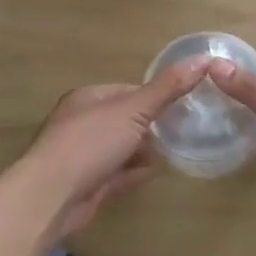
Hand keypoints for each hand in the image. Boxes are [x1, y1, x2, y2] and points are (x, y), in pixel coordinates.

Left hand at [5, 57, 212, 241]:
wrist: (52, 197)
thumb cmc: (90, 143)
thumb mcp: (134, 110)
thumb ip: (168, 88)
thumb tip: (203, 58)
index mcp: (89, 98)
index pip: (130, 91)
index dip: (157, 96)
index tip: (186, 103)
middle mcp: (84, 123)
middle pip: (128, 120)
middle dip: (154, 125)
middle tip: (188, 130)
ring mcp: (86, 155)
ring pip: (124, 147)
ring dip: (147, 150)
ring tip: (179, 151)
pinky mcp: (90, 184)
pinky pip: (120, 173)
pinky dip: (137, 172)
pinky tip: (157, 173)